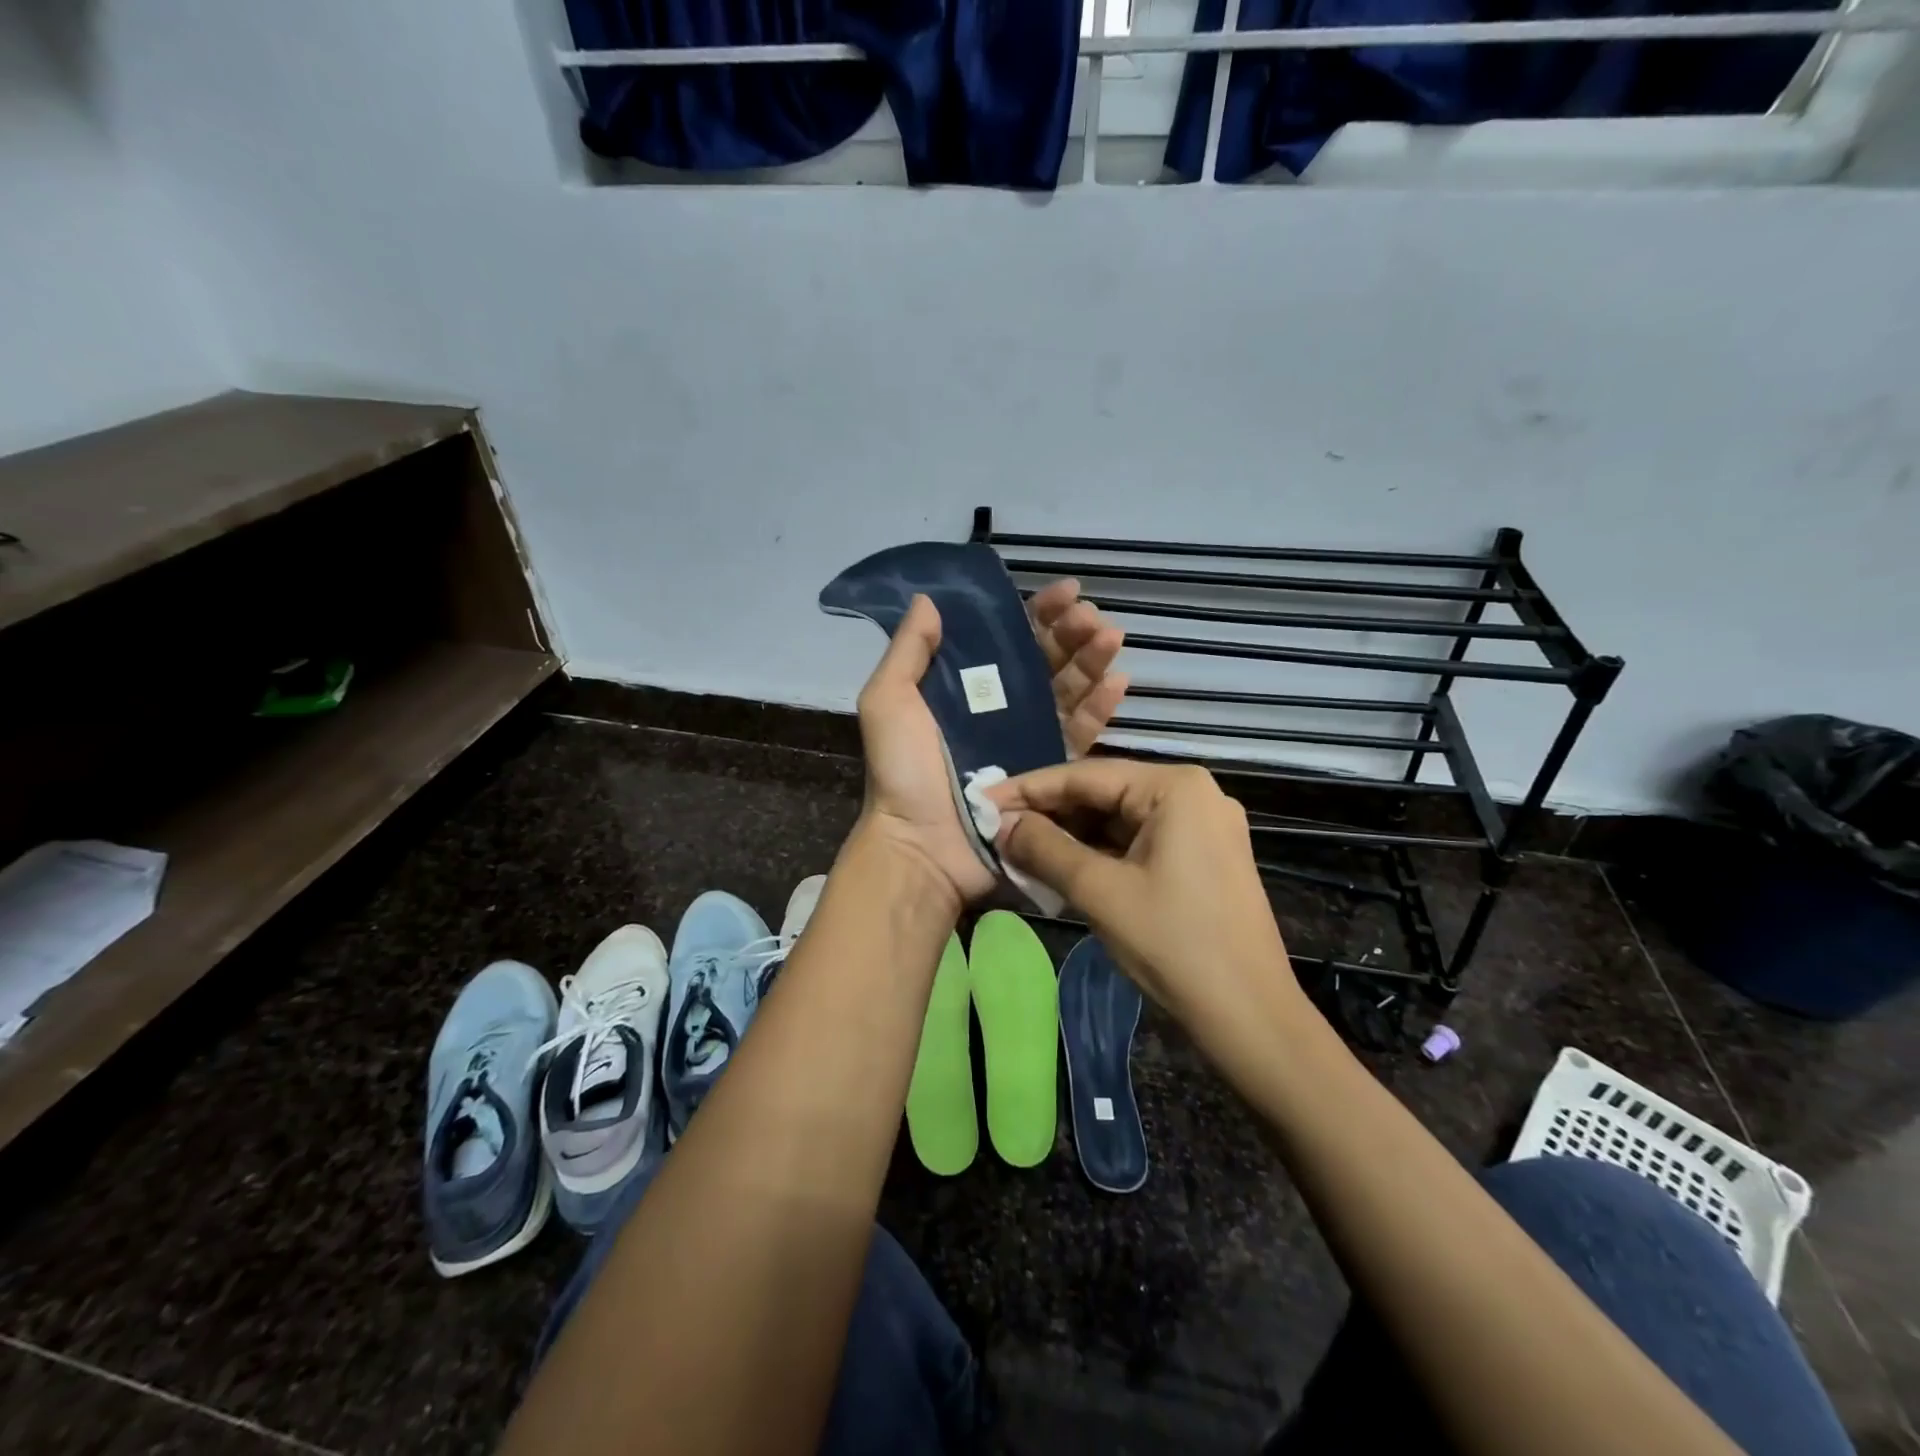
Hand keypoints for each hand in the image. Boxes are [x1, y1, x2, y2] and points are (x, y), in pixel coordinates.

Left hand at [853, 583, 1127, 910]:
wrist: (922, 845)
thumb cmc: (903, 771)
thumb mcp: (889, 701)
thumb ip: (909, 651)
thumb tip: (930, 600)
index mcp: (963, 688)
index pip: (1006, 640)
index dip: (1037, 613)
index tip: (1065, 592)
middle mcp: (999, 708)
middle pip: (1044, 662)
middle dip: (1071, 634)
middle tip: (1089, 617)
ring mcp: (1028, 739)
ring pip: (1068, 692)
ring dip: (1091, 661)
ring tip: (1109, 638)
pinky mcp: (1049, 770)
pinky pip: (1081, 734)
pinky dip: (1100, 708)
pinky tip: (1117, 682)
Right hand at [985, 759, 1302, 1034]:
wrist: (1251, 1017)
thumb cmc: (1174, 945)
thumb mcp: (1100, 892)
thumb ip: (1045, 848)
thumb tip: (1000, 824)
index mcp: (1176, 787)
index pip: (1085, 775)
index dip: (1028, 789)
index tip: (981, 802)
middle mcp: (1193, 794)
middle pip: (1104, 795)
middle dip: (1049, 816)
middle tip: (996, 831)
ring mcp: (1201, 828)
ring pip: (1118, 822)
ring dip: (1071, 838)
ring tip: (1019, 851)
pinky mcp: (1201, 859)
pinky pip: (1137, 844)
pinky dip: (1099, 856)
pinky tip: (1061, 869)